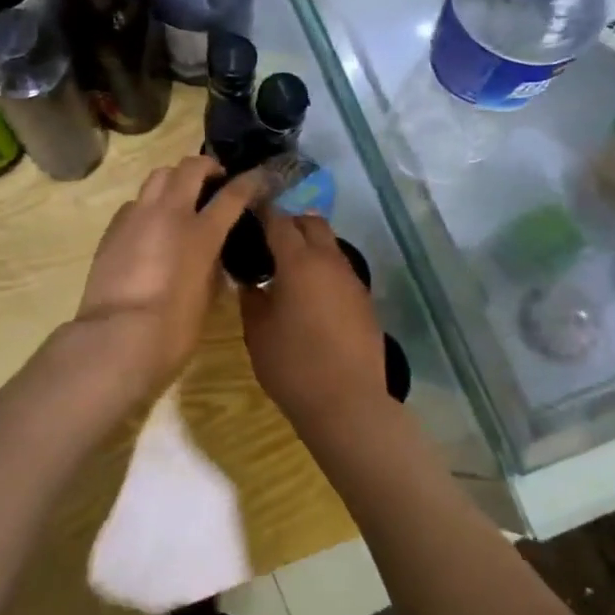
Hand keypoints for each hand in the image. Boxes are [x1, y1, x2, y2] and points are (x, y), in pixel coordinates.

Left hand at [73, 156, 257, 398]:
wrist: (118, 336)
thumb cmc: (174, 327)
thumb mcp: (207, 294)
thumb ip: (213, 263)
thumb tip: (212, 252)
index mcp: (201, 232)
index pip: (233, 194)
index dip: (249, 181)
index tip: (258, 177)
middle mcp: (169, 213)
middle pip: (190, 167)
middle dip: (207, 167)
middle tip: (214, 181)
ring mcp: (137, 217)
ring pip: (158, 176)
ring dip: (175, 179)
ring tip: (180, 198)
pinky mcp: (112, 228)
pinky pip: (135, 203)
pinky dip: (148, 206)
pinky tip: (150, 227)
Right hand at [239, 210, 387, 430]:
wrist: (347, 402)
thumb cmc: (293, 364)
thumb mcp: (257, 331)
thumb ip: (251, 298)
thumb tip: (252, 281)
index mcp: (299, 262)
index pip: (279, 221)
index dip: (263, 213)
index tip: (249, 213)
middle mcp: (330, 261)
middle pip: (312, 223)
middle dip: (291, 223)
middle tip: (269, 241)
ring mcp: (352, 280)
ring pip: (330, 246)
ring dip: (310, 247)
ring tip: (288, 270)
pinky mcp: (365, 301)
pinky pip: (341, 272)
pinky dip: (324, 271)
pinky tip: (311, 296)